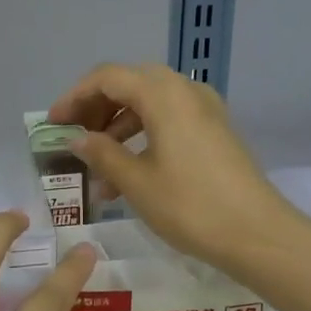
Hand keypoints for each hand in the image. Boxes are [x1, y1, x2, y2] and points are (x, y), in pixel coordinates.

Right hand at [48, 62, 292, 268]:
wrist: (257, 233)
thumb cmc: (189, 205)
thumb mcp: (136, 182)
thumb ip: (102, 153)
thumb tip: (77, 139)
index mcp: (163, 94)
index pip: (107, 77)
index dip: (74, 97)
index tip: (53, 124)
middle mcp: (185, 90)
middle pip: (129, 84)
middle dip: (96, 108)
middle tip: (74, 136)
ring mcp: (204, 110)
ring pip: (149, 103)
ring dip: (118, 127)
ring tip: (97, 167)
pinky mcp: (214, 131)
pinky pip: (169, 120)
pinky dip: (142, 136)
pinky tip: (128, 173)